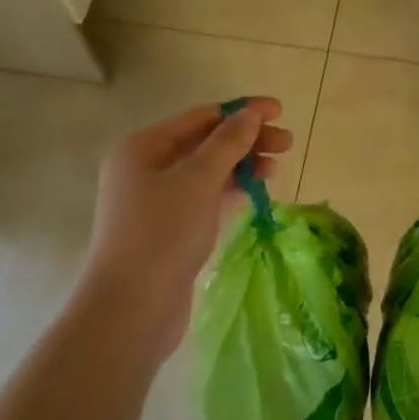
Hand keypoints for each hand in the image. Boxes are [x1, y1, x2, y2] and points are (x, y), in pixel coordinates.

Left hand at [79, 99, 291, 359]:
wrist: (131, 308)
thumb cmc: (162, 233)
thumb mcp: (198, 180)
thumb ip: (227, 143)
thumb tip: (250, 113)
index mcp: (142, 147)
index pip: (200, 117)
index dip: (241, 111)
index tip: (279, 111)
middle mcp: (145, 169)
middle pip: (204, 143)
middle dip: (246, 140)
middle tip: (287, 144)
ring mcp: (156, 201)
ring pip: (207, 172)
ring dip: (241, 166)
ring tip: (276, 169)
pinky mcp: (170, 230)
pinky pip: (205, 198)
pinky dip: (230, 192)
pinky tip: (255, 193)